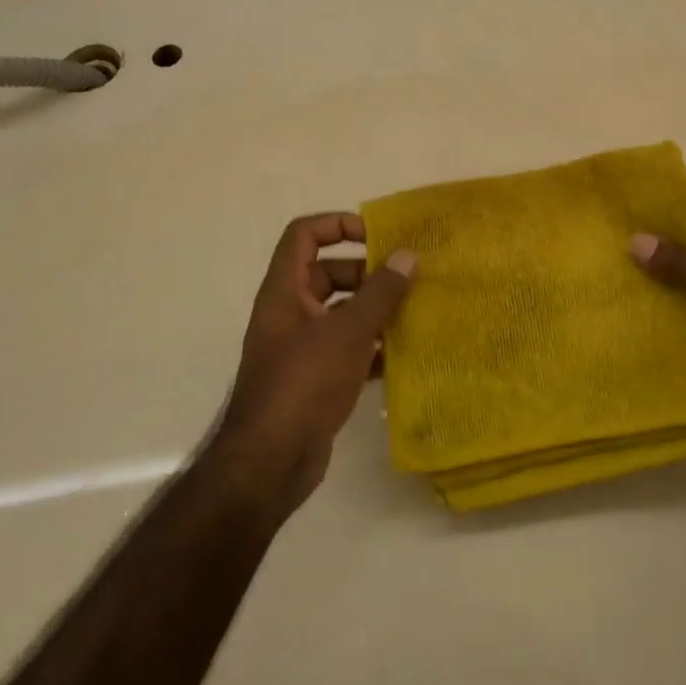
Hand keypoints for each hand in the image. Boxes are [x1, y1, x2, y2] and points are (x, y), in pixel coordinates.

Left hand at [214, 213, 416, 513]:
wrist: (271, 459)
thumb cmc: (304, 382)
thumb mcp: (347, 332)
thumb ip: (380, 293)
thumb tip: (408, 256)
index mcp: (285, 291)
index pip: (304, 235)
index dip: (338, 225)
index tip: (378, 237)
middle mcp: (289, 313)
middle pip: (327, 273)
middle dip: (366, 274)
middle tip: (406, 281)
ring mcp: (300, 348)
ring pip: (340, 314)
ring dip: (373, 312)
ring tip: (414, 314)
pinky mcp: (313, 379)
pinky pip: (345, 349)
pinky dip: (370, 348)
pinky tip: (403, 356)